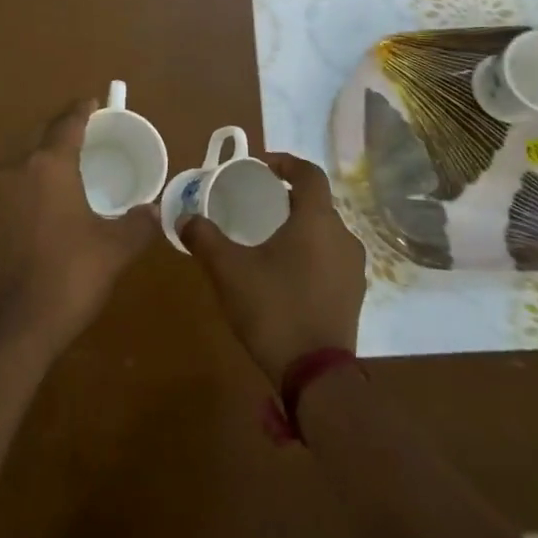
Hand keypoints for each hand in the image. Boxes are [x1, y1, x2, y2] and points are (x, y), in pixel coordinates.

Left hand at [0, 99, 155, 354]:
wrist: (17, 323)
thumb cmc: (71, 274)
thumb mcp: (115, 247)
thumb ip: (138, 223)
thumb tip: (155, 211)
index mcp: (49, 166)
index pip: (68, 124)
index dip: (83, 111)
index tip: (94, 102)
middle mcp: (18, 169)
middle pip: (42, 138)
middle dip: (64, 132)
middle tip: (89, 134)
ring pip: (26, 163)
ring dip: (47, 159)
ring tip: (73, 167)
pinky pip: (17, 187)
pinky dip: (35, 184)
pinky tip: (53, 201)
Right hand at [183, 152, 365, 383]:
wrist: (316, 376)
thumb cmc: (273, 309)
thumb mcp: (228, 270)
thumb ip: (204, 238)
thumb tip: (184, 217)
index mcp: (317, 220)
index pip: (310, 173)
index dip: (285, 162)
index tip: (261, 166)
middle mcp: (344, 237)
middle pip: (317, 203)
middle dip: (287, 198)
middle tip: (256, 204)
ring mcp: (354, 268)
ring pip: (325, 232)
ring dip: (300, 227)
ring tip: (268, 239)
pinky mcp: (354, 294)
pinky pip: (331, 258)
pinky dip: (310, 253)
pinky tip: (285, 273)